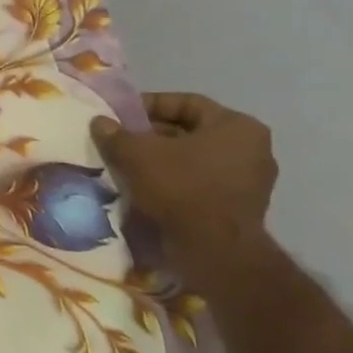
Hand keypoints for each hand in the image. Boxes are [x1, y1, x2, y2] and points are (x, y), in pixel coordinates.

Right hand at [91, 93, 277, 267]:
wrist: (214, 250)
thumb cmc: (181, 187)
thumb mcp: (137, 154)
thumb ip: (116, 134)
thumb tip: (100, 122)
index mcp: (237, 126)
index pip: (187, 103)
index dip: (149, 105)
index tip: (121, 116)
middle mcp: (253, 149)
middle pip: (192, 132)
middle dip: (153, 135)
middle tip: (121, 142)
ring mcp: (251, 181)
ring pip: (195, 160)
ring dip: (162, 160)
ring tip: (129, 166)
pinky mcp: (241, 208)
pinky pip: (201, 183)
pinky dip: (175, 182)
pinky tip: (147, 189)